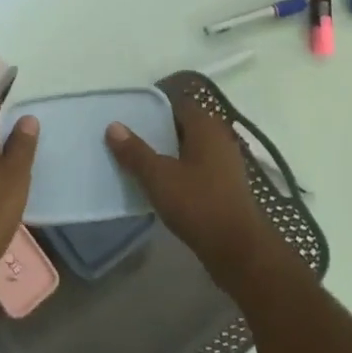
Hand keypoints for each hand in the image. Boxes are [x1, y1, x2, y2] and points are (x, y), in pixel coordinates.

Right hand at [106, 103, 281, 295]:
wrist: (237, 249)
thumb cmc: (198, 204)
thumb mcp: (159, 177)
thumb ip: (135, 151)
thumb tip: (114, 126)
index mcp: (207, 128)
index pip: (180, 103)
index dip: (156, 107)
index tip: (132, 115)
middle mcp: (220, 139)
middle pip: (185, 126)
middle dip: (159, 131)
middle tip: (130, 138)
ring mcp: (226, 164)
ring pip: (191, 149)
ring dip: (170, 153)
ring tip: (141, 161)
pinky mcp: (226, 187)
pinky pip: (198, 169)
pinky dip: (181, 171)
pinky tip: (162, 184)